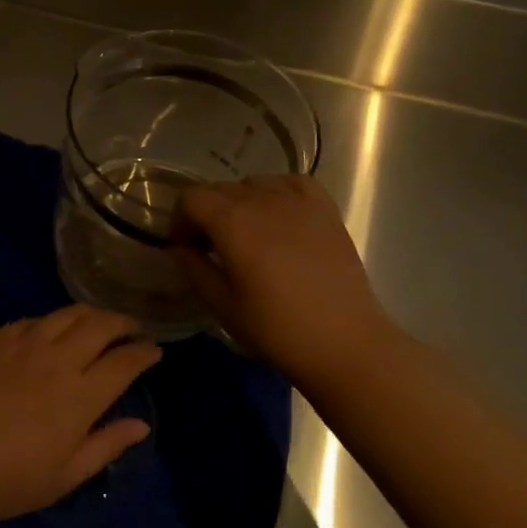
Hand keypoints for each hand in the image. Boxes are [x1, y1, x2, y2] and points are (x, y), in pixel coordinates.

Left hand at [0, 306, 159, 527]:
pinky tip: (53, 329)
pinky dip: (53, 320)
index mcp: (79, 395)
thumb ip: (105, 446)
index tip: (155, 351)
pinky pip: (34, 319)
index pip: (123, 362)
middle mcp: (56, 359)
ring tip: (99, 321)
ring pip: (67, 314)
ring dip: (91, 313)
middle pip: (100, 325)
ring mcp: (23, 343)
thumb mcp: (62, 477)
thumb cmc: (4, 479)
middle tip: (133, 329)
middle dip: (124, 322)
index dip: (144, 353)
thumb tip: (141, 425)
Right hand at [172, 174, 402, 383]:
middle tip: (211, 248)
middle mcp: (262, 201)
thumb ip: (194, 268)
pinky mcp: (325, 210)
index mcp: (232, 222)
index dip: (180, 220)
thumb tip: (181, 248)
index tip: (185, 248)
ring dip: (239, 203)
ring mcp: (298, 202)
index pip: (191, 198)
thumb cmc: (277, 329)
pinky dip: (277, 192)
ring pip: (253, 184)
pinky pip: (291, 183)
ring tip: (247, 234)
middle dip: (206, 213)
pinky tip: (279, 215)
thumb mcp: (222, 305)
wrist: (346, 344)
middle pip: (219, 189)